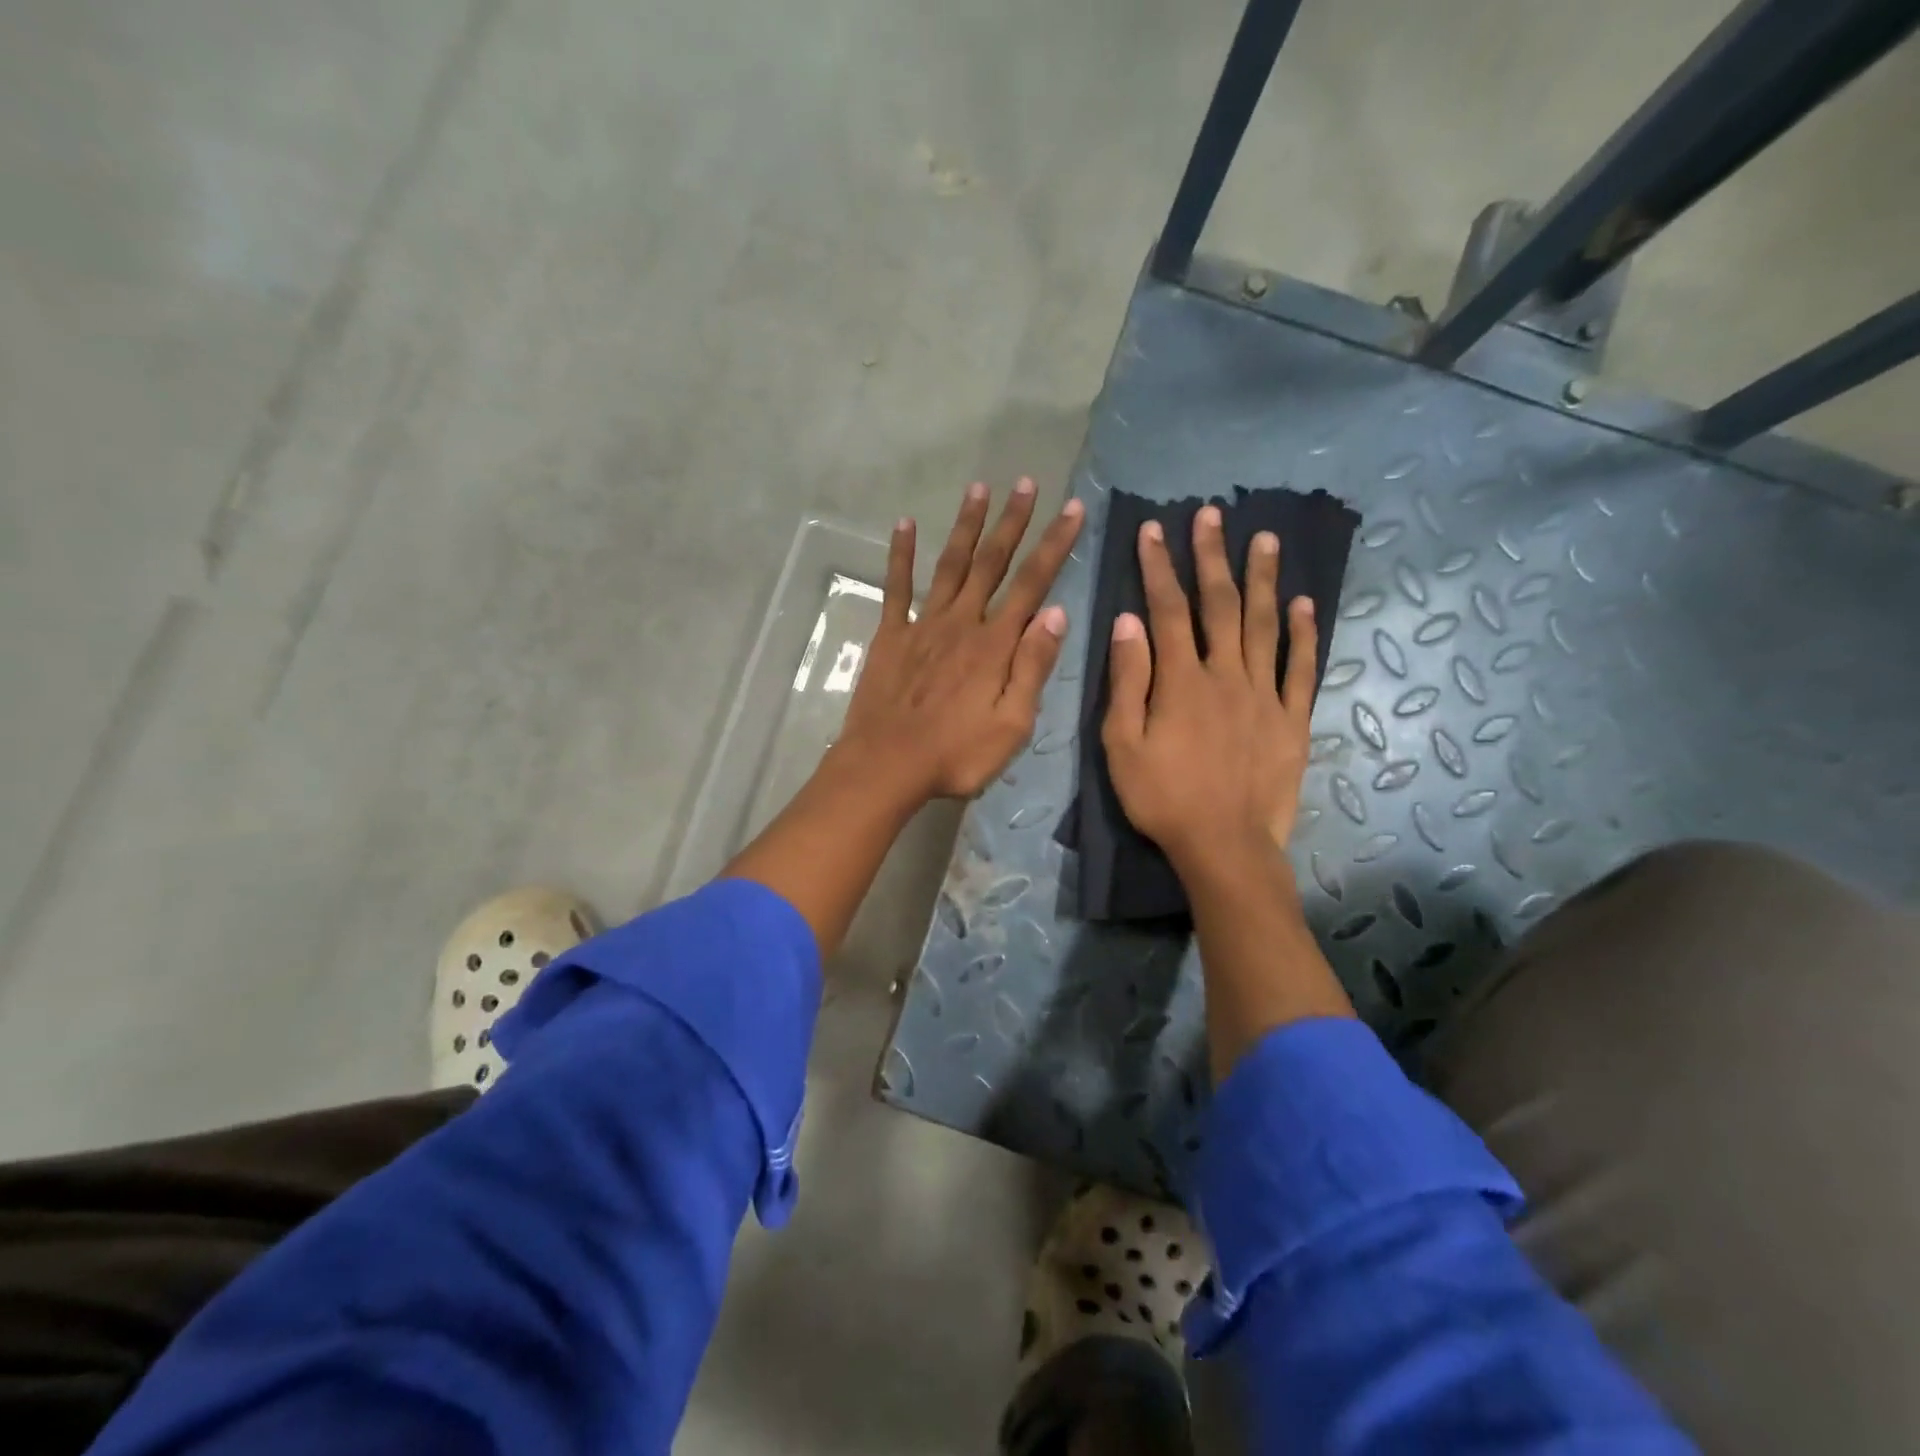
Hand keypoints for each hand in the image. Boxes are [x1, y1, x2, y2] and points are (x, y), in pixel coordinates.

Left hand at [835, 479, 1084, 802]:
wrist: (887, 765)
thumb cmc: (956, 755)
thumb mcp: (1012, 725)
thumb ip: (1032, 668)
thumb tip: (1056, 614)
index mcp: (995, 645)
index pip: (1032, 585)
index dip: (1054, 545)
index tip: (1072, 510)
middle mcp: (962, 623)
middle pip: (992, 563)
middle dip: (1012, 522)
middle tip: (1026, 483)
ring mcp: (923, 625)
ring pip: (950, 565)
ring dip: (966, 525)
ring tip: (979, 487)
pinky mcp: (891, 635)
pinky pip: (897, 587)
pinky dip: (900, 555)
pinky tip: (904, 524)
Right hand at [1101, 505, 1317, 870]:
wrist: (1224, 846)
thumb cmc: (1162, 798)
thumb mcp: (1122, 744)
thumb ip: (1127, 681)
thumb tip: (1127, 622)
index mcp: (1181, 681)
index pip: (1167, 610)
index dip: (1158, 567)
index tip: (1152, 530)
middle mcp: (1226, 675)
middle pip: (1220, 605)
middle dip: (1212, 557)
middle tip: (1212, 514)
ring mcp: (1265, 694)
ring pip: (1265, 625)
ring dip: (1263, 579)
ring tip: (1265, 539)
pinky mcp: (1292, 718)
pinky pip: (1302, 668)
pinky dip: (1304, 634)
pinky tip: (1304, 604)